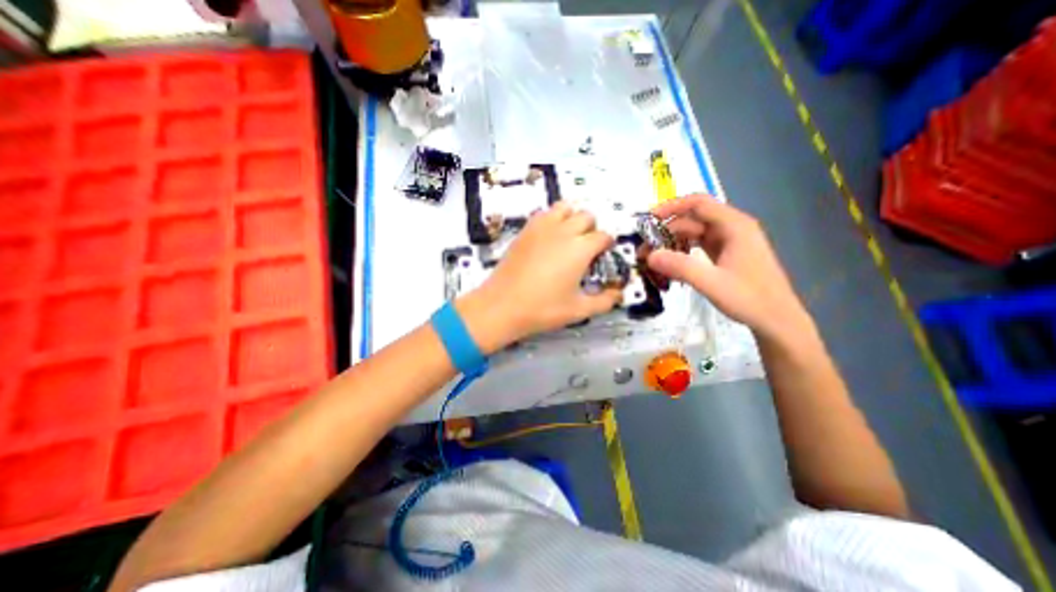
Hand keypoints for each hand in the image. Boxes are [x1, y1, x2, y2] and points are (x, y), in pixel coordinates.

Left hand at [459, 202, 618, 354]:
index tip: (603, 257)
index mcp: (579, 249)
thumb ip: (604, 301)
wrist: (501, 306)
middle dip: (591, 229)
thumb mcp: (578, 310)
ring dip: (572, 218)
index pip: (603, 236)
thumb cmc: (541, 309)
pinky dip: (552, 219)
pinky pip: (543, 214)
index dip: (607, 246)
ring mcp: (541, 228)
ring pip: (564, 207)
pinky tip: (548, 239)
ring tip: (569, 238)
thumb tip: (618, 295)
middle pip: (586, 216)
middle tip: (586, 249)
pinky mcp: (525, 231)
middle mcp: (562, 232)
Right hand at [648, 194, 810, 341]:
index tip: (647, 220)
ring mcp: (730, 241)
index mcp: (734, 226)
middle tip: (645, 249)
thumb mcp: (711, 283)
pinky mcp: (727, 254)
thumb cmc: (749, 299)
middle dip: (667, 230)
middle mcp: (732, 228)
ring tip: (654, 257)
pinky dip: (683, 250)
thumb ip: (680, 267)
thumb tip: (649, 255)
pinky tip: (671, 263)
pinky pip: (700, 245)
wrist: (777, 320)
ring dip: (673, 241)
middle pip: (693, 219)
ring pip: (695, 232)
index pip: (698, 204)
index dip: (671, 207)